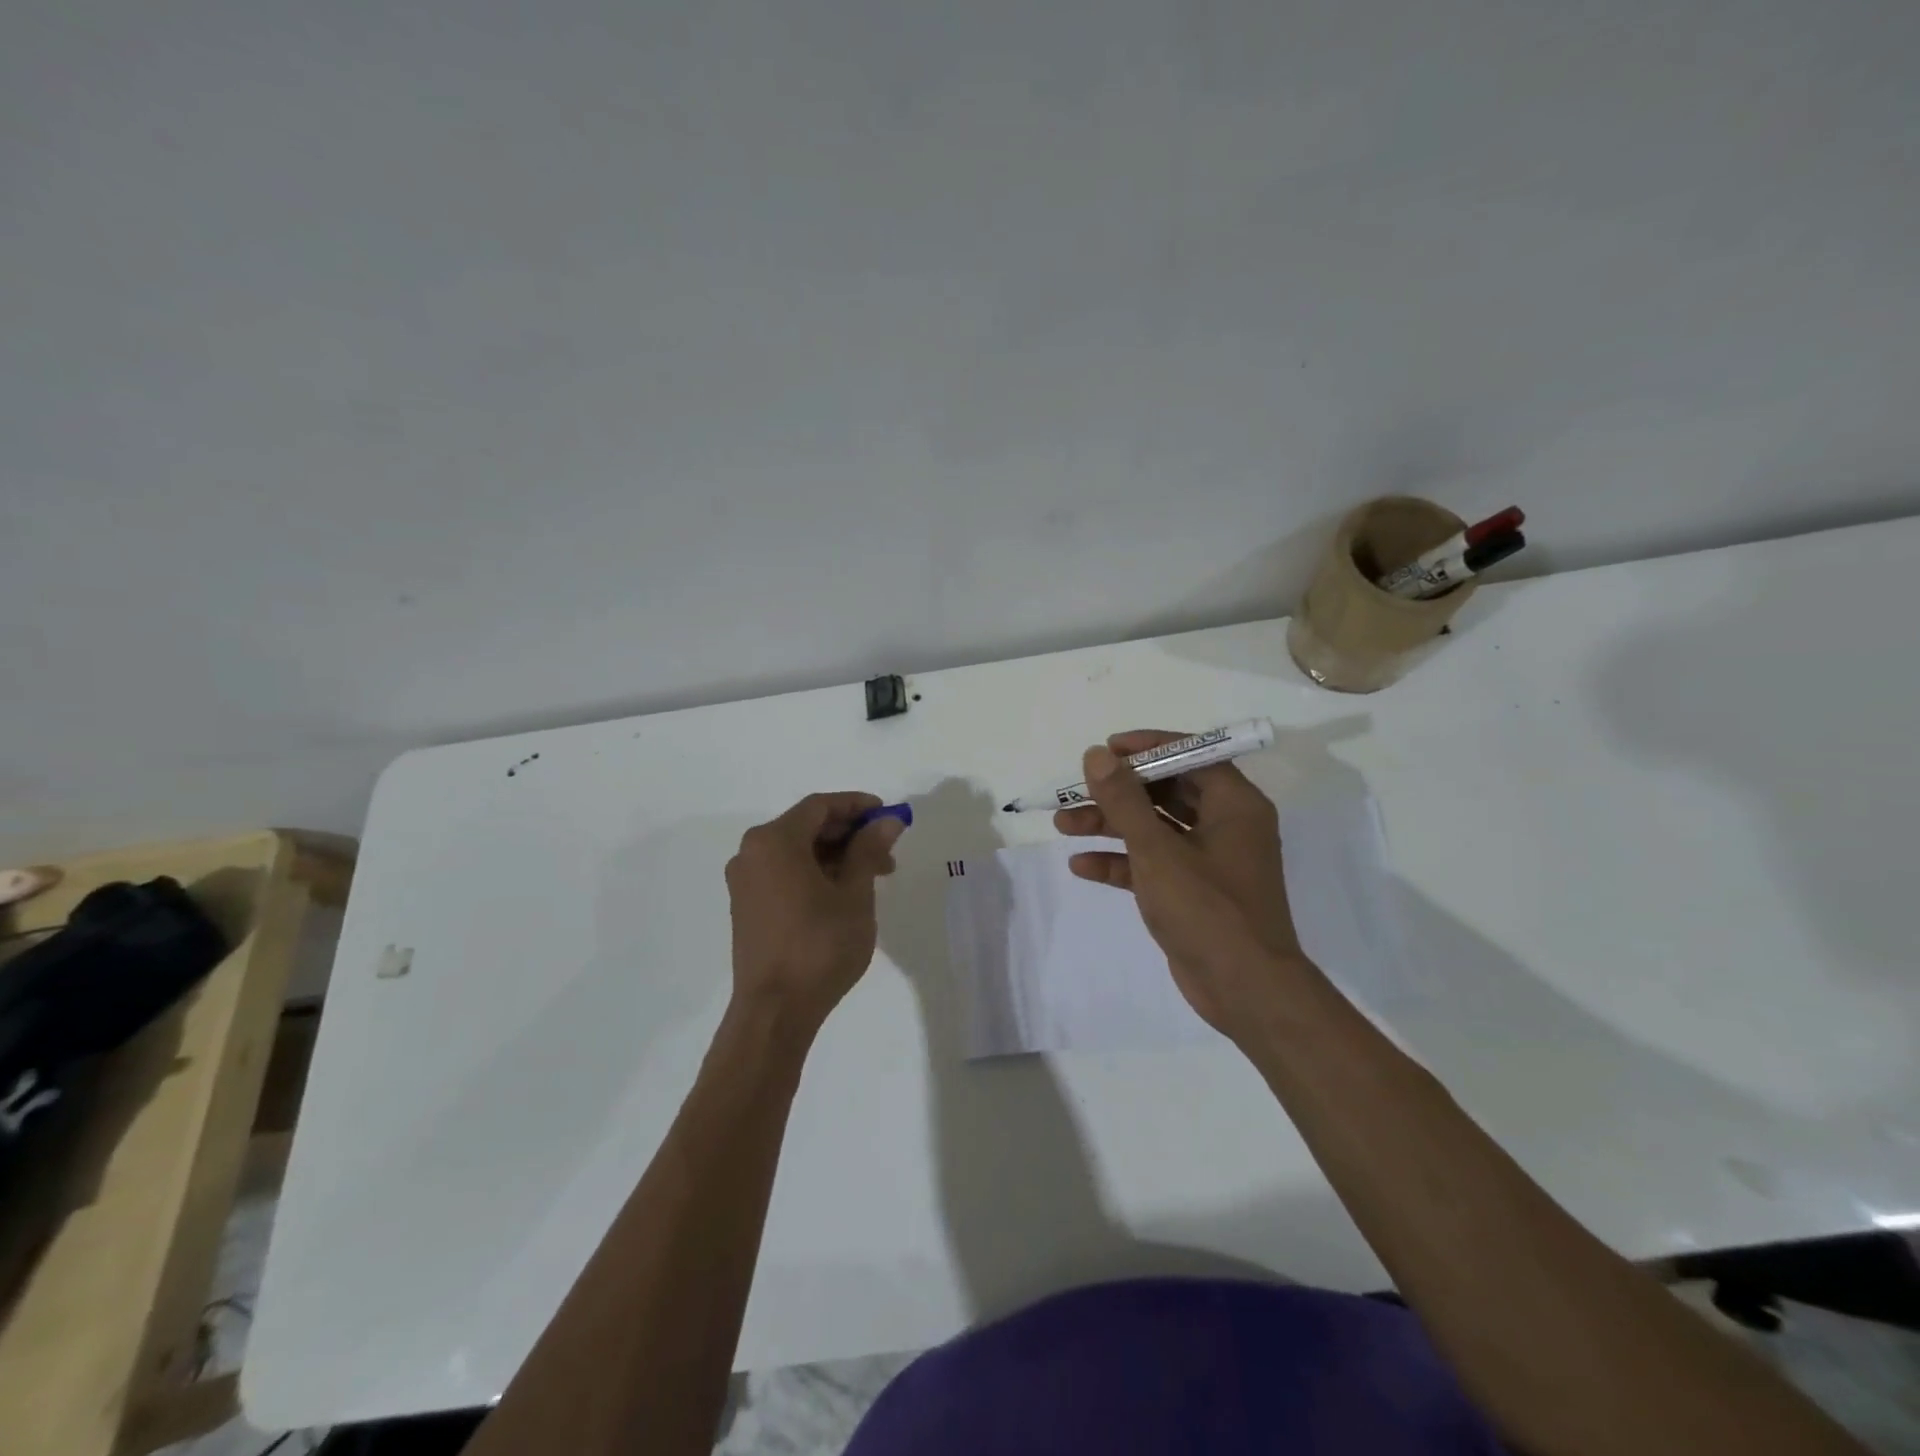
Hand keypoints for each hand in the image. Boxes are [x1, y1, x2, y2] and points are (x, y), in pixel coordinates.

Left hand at [725, 792, 905, 1030]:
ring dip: (835, 855)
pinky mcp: (747, 906)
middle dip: (849, 833)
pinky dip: (815, 873)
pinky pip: (784, 873)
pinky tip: (843, 892)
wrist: (775, 1010)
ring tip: (872, 876)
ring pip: (796, 852)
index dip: (856, 805)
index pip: (819, 806)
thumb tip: (886, 822)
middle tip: (886, 850)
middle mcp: (752, 853)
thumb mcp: (854, 894)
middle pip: (806, 826)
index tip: (887, 814)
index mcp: (774, 841)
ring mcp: (745, 881)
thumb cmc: (819, 946)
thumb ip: (868, 851)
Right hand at [1055, 731, 1307, 1040]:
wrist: (1245, 990)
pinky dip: (1120, 862)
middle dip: (1118, 792)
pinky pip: (1153, 864)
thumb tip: (1096, 755)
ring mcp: (1209, 861)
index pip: (1190, 756)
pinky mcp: (1193, 892)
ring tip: (1063, 825)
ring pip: (1155, 829)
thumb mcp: (1157, 850)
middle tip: (1076, 789)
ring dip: (1110, 825)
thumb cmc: (1207, 909)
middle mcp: (1226, 825)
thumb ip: (1124, 800)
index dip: (1147, 748)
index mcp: (1235, 805)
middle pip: (1166, 792)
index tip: (1106, 750)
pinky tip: (1081, 866)